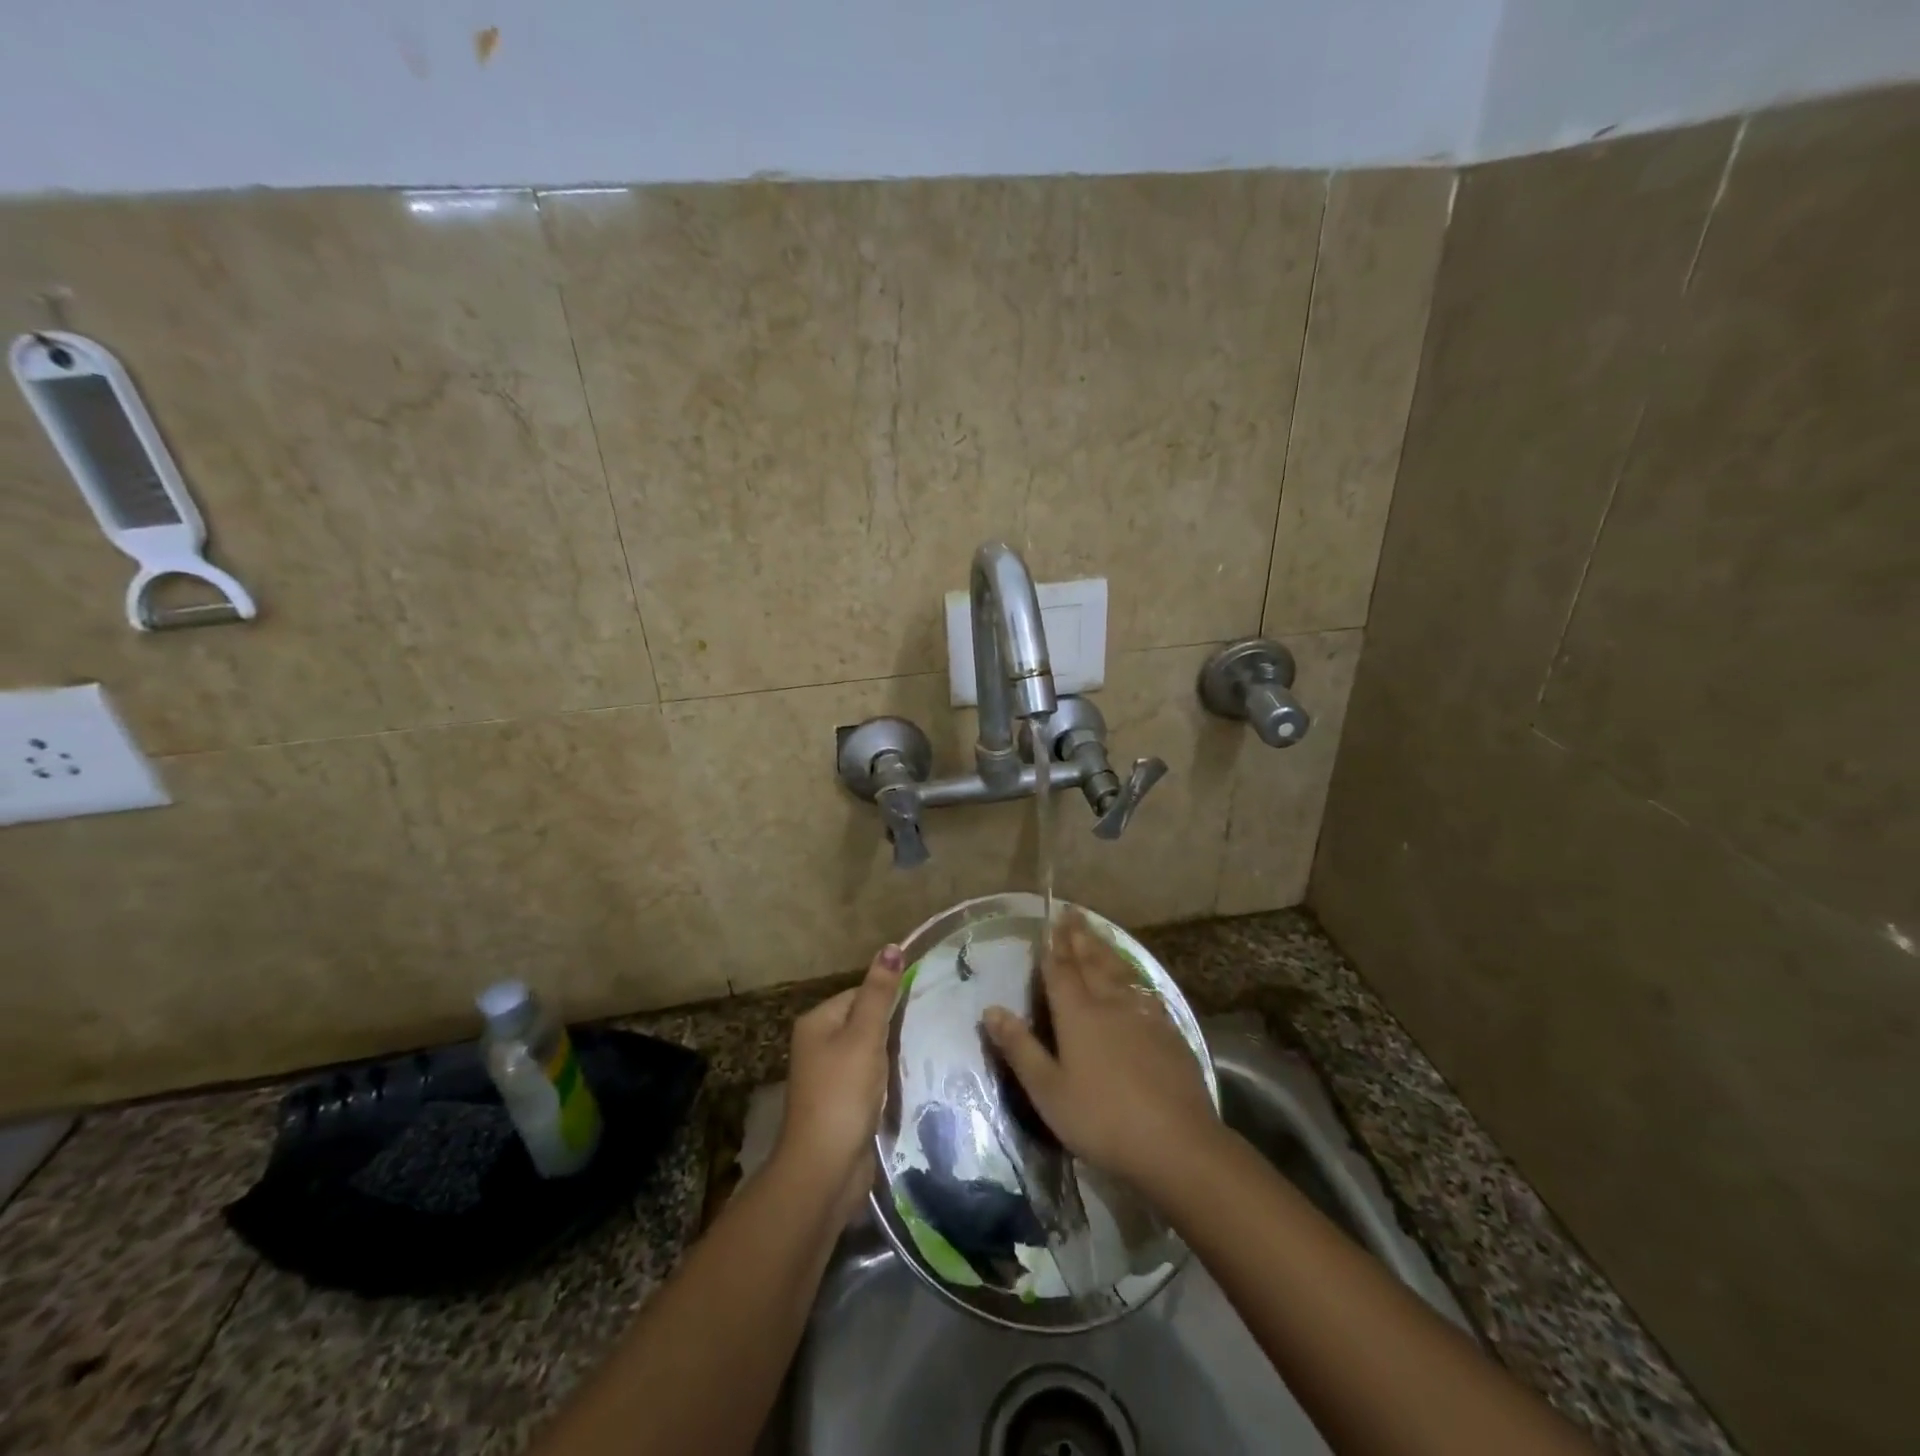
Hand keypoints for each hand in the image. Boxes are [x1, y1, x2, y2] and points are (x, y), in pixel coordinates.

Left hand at [773, 943, 903, 1223]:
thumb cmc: (843, 1093)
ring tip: (923, 1051)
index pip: (860, 992)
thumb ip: (880, 993)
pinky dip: (887, 1077)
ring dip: (892, 1053)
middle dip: (893, 1026)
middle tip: (927, 1028)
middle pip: (865, 1020)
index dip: (889, 997)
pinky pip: (870, 1077)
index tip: (921, 1005)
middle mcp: (818, 1044)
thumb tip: (891, 946)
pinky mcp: (843, 1102)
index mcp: (817, 1021)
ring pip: (870, 1050)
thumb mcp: (865, 1036)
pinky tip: (907, 1080)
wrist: (825, 1169)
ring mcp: (829, 1076)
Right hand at [983, 911, 1217, 1192]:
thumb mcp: (1048, 1090)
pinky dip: (1132, 973)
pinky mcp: (1168, 1030)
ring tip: (1097, 931)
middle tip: (1072, 912)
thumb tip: (991, 1009)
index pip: (1060, 970)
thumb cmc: (1101, 1119)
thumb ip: (1020, 1048)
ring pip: (1119, 970)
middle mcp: (1109, 1003)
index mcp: (1077, 1014)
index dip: (1053, 946)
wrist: (1176, 1142)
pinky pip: (1143, 988)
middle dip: (1079, 936)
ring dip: (1105, 947)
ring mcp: (1142, 1014)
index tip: (1049, 921)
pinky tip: (1133, 977)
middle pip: (1091, 961)